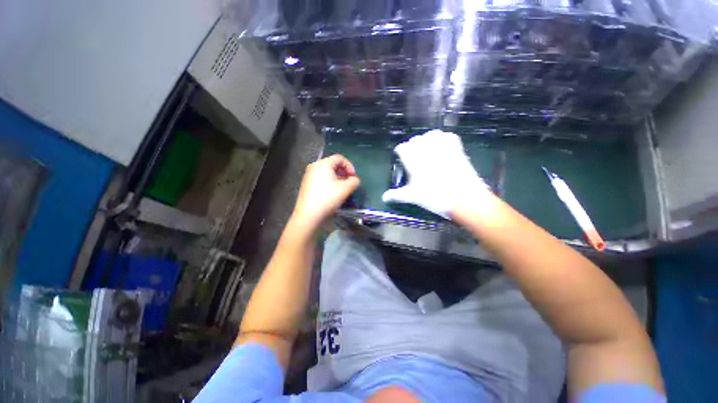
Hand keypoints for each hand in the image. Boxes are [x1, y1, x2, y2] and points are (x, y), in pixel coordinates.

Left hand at [291, 154, 360, 229]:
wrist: (308, 214)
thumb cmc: (327, 198)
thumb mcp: (345, 189)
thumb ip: (354, 181)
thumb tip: (355, 180)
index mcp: (323, 164)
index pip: (339, 158)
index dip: (349, 166)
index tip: (353, 177)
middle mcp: (314, 166)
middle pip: (333, 164)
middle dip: (344, 172)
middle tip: (349, 183)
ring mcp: (308, 175)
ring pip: (327, 172)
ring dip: (337, 178)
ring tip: (342, 189)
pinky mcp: (306, 184)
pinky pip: (321, 178)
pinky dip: (329, 182)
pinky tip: (333, 193)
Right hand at [382, 130, 490, 217]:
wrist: (464, 198)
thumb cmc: (434, 196)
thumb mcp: (412, 196)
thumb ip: (396, 195)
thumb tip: (384, 197)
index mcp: (413, 158)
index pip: (402, 148)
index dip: (400, 153)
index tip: (400, 158)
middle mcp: (426, 148)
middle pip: (415, 140)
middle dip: (412, 147)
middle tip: (414, 158)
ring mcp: (442, 146)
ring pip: (430, 134)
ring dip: (426, 141)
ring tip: (426, 151)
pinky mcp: (457, 147)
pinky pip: (447, 136)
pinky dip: (443, 139)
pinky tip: (442, 148)